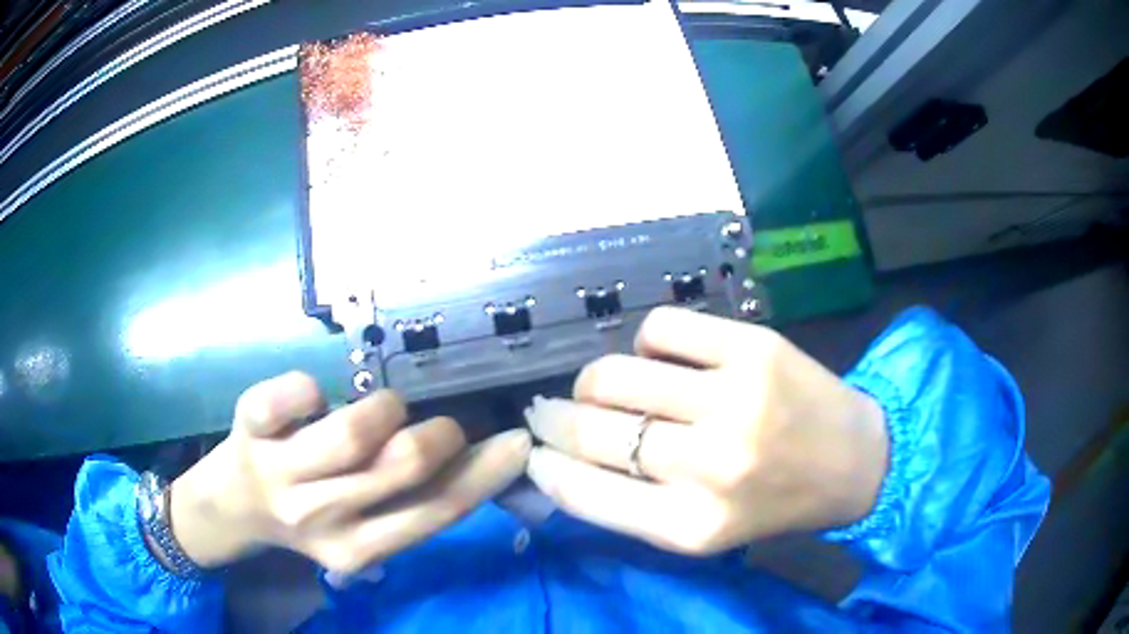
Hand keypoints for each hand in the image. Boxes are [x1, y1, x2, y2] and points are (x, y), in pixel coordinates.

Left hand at [168, 372, 530, 573]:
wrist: (229, 509)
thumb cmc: (305, 516)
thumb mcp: (360, 530)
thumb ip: (411, 504)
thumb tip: (479, 461)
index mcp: (356, 550)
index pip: (436, 511)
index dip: (485, 473)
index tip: (518, 440)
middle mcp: (320, 519)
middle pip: (403, 465)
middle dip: (440, 434)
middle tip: (439, 425)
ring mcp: (279, 474)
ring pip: (353, 429)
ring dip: (384, 407)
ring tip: (383, 409)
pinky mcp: (248, 430)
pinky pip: (288, 396)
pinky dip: (307, 388)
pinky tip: (313, 399)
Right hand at [526, 307, 887, 554]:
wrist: (854, 461)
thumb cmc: (772, 503)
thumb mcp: (700, 532)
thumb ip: (630, 507)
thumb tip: (558, 461)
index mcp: (690, 526)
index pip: (582, 492)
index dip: (544, 466)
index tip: (533, 451)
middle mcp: (710, 466)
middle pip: (590, 429)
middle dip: (552, 418)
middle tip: (551, 412)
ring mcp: (734, 400)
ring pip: (614, 373)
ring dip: (594, 381)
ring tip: (608, 387)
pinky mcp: (754, 348)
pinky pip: (660, 328)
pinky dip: (646, 342)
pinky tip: (663, 360)